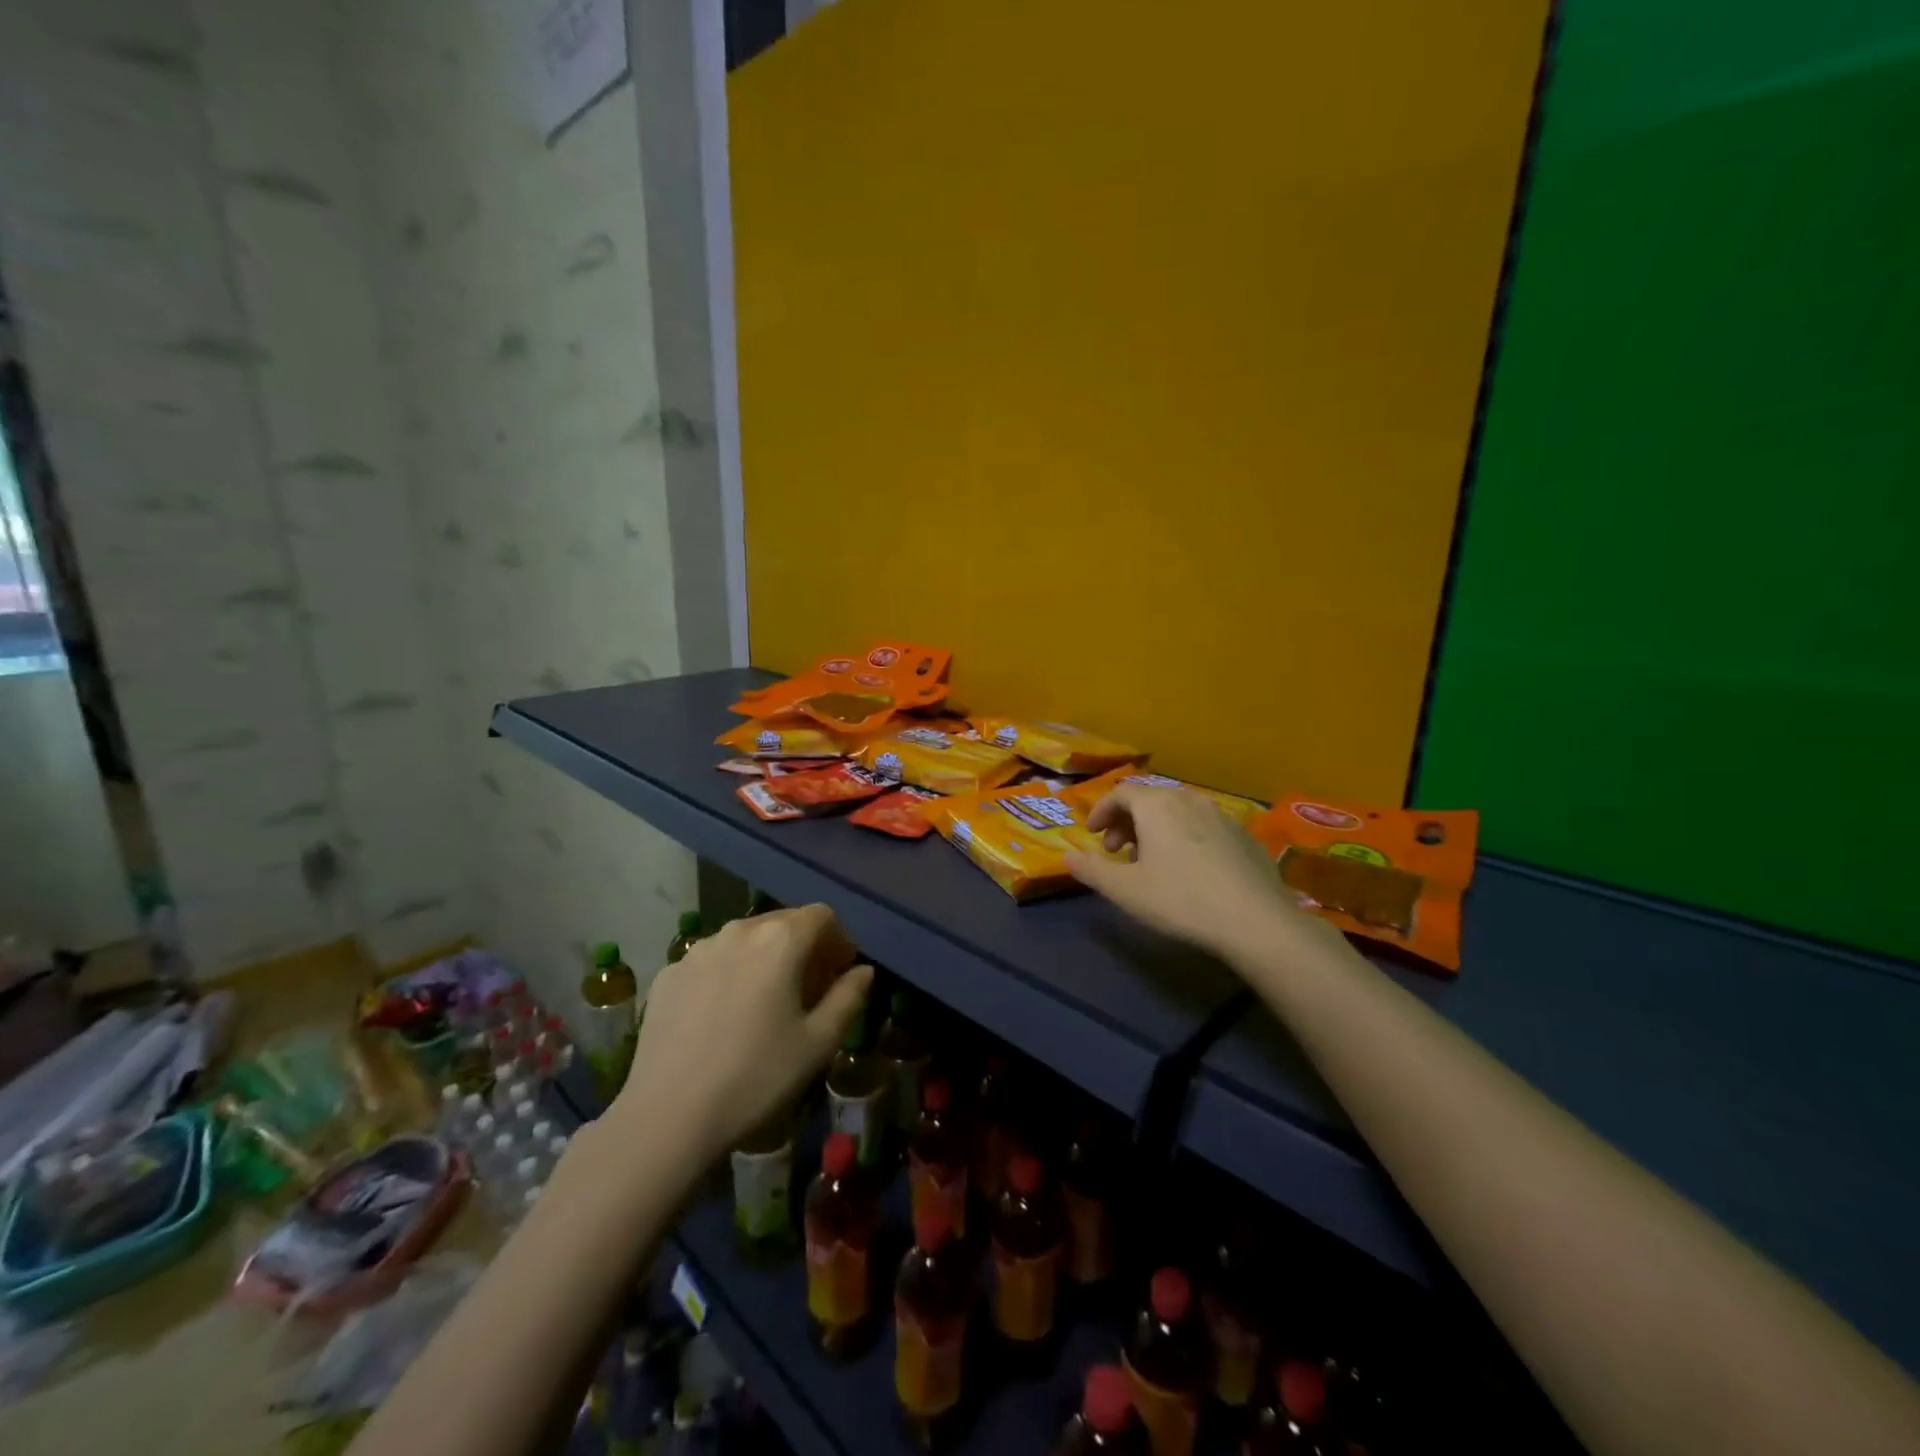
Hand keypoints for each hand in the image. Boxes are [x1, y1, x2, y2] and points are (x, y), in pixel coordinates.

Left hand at [614, 905, 871, 1157]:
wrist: (667, 1118)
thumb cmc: (756, 1078)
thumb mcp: (818, 1043)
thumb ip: (848, 998)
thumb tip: (862, 972)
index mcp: (780, 940)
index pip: (821, 916)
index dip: (839, 939)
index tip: (841, 973)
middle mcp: (738, 931)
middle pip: (783, 921)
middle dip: (804, 946)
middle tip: (810, 988)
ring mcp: (697, 950)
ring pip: (745, 939)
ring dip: (766, 957)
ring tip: (766, 1000)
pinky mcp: (668, 974)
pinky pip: (712, 960)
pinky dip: (730, 973)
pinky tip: (724, 1016)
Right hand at [1066, 784, 1322, 959]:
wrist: (1255, 920)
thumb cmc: (1180, 900)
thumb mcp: (1126, 891)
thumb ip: (1092, 870)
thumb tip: (1067, 856)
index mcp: (1157, 805)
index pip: (1121, 793)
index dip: (1102, 812)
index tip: (1093, 836)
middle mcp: (1188, 799)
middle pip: (1150, 798)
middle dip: (1127, 821)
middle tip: (1118, 852)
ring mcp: (1221, 815)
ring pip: (1178, 811)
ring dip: (1156, 828)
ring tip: (1152, 860)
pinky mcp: (1244, 835)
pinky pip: (1204, 825)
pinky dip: (1186, 836)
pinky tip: (1190, 869)